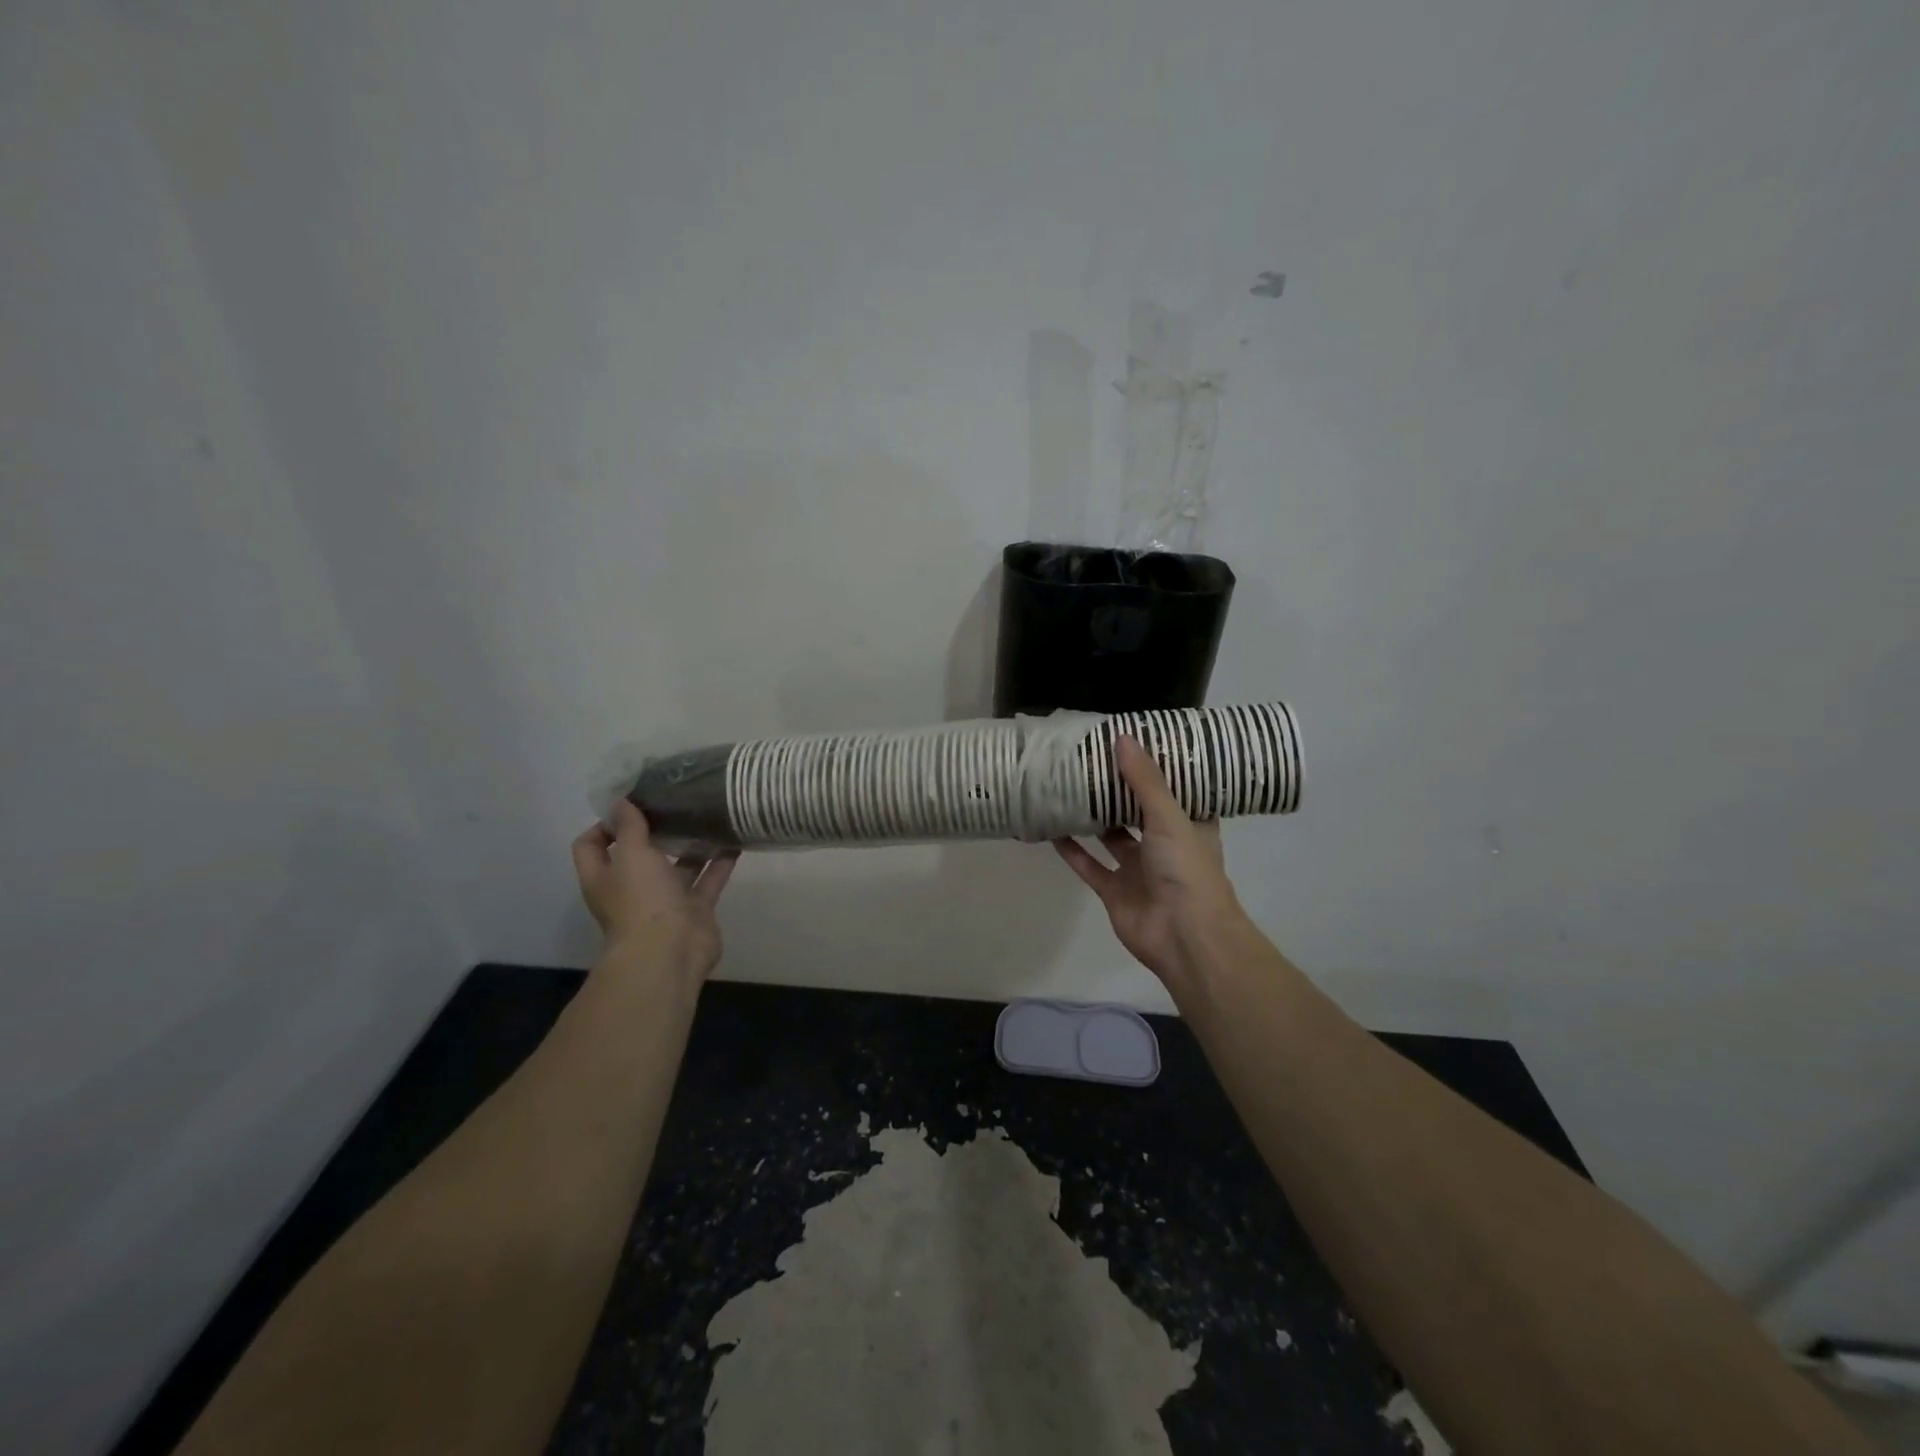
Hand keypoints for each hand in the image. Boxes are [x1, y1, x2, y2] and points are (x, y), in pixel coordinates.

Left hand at [571, 800, 736, 977]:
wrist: (671, 952)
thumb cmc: (641, 900)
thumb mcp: (631, 855)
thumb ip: (629, 827)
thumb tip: (620, 801)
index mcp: (605, 877)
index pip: (591, 845)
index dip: (604, 824)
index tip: (630, 805)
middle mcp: (632, 888)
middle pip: (640, 854)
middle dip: (657, 830)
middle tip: (677, 801)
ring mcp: (665, 901)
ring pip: (678, 867)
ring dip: (692, 845)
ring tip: (709, 815)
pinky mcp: (695, 910)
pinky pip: (708, 881)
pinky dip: (720, 863)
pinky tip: (735, 840)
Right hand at [1054, 734, 1245, 986]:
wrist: (1184, 936)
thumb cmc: (1187, 870)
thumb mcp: (1169, 817)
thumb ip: (1144, 781)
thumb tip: (1122, 738)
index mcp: (1189, 826)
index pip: (1175, 791)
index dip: (1157, 770)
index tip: (1135, 743)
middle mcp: (1165, 845)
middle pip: (1138, 812)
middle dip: (1118, 791)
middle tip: (1092, 759)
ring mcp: (1138, 870)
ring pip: (1112, 838)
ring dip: (1094, 818)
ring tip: (1070, 787)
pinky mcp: (1114, 891)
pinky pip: (1090, 865)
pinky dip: (1072, 850)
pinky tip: (1053, 827)